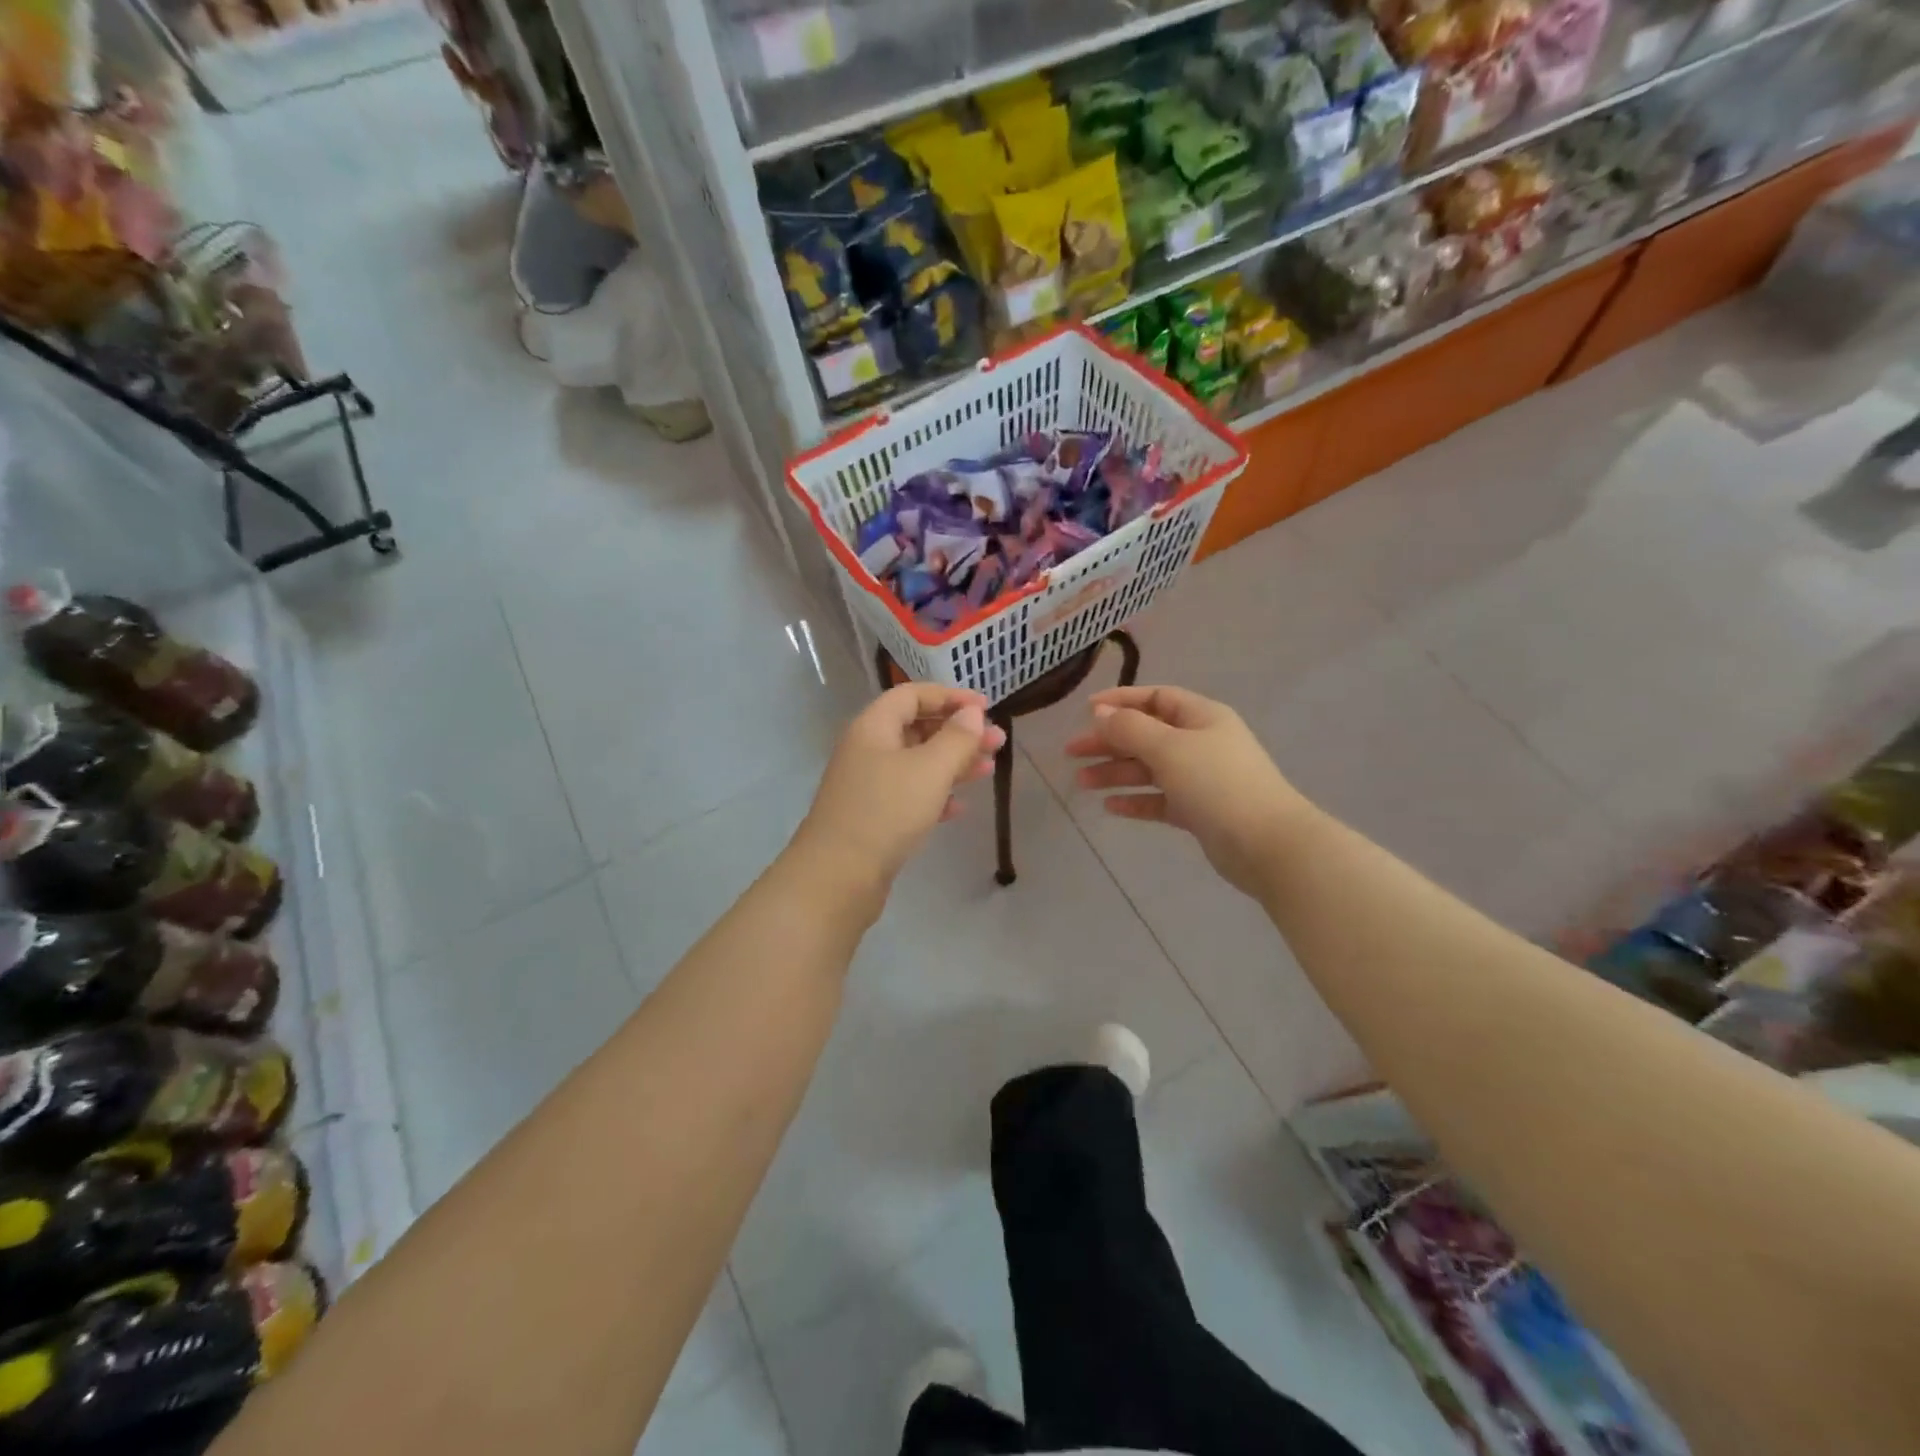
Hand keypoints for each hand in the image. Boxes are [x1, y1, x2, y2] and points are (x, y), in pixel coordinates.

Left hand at [795, 684, 1006, 889]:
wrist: (837, 877)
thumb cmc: (886, 811)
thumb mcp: (929, 769)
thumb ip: (956, 738)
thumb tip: (971, 713)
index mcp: (873, 727)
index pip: (912, 695)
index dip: (949, 696)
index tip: (985, 707)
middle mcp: (867, 750)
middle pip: (916, 728)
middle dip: (958, 732)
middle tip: (997, 742)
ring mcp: (867, 785)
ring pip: (916, 763)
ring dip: (953, 763)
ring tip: (988, 770)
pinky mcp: (872, 817)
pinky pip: (909, 795)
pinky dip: (935, 795)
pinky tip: (959, 808)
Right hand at [1065, 685, 1310, 898]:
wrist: (1267, 845)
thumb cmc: (1218, 784)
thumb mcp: (1169, 748)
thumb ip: (1130, 729)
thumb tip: (1100, 712)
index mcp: (1201, 717)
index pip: (1156, 698)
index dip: (1121, 701)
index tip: (1086, 710)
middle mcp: (1201, 743)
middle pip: (1147, 734)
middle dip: (1109, 741)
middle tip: (1072, 752)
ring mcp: (1202, 779)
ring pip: (1150, 769)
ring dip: (1116, 772)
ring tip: (1082, 782)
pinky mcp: (1200, 812)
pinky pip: (1160, 799)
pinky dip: (1136, 800)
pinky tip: (1110, 807)